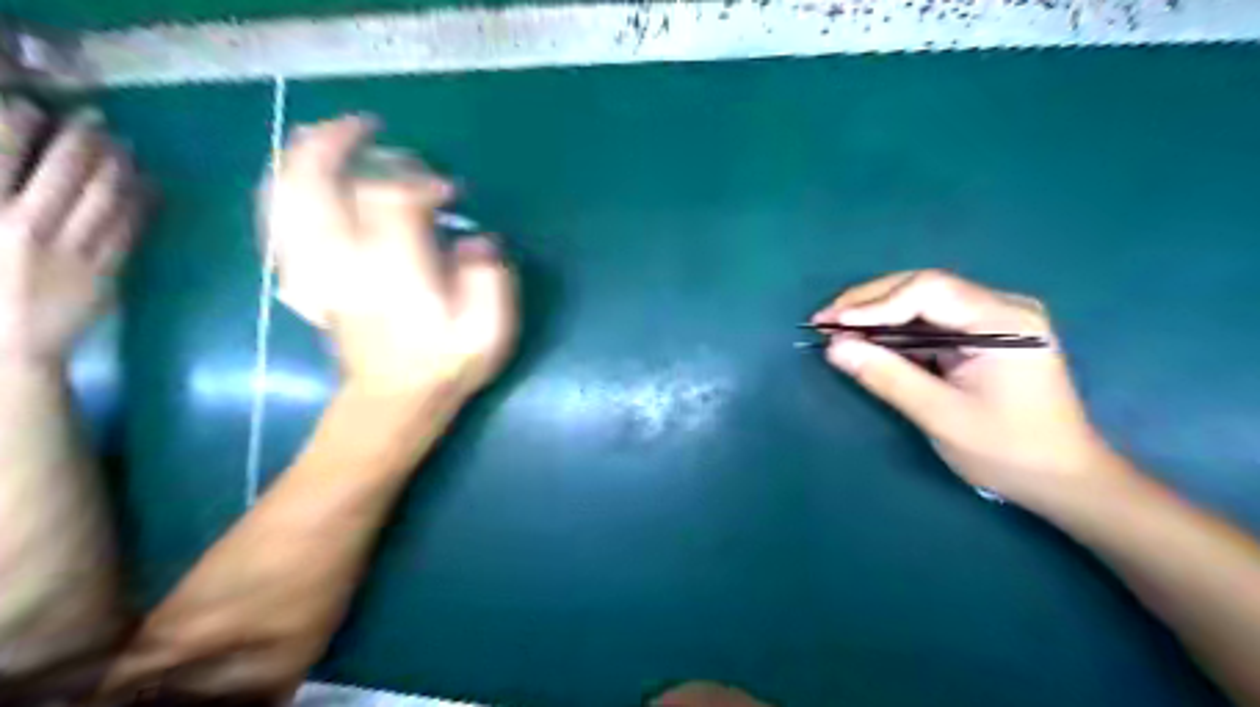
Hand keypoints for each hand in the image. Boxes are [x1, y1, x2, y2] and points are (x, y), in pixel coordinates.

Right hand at [1, 102, 140, 367]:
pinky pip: (131, 229)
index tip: (32, 106)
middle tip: (96, 119)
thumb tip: (4, 160)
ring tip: (126, 145)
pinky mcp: (108, 271)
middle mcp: (28, 228)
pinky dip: (142, 202)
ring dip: (119, 166)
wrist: (7, 345)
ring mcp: (74, 251)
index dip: (17, 124)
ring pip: (105, 198)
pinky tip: (149, 184)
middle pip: (64, 172)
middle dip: (83, 140)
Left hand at [262, 120, 518, 400]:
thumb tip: (477, 240)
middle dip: (338, 143)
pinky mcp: (304, 278)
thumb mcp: (489, 330)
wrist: (394, 403)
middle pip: (316, 182)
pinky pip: (276, 224)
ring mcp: (316, 269)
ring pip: (284, 197)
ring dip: (300, 158)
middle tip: (366, 127)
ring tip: (325, 137)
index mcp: (394, 271)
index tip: (448, 192)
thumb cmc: (446, 365)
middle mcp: (344, 262)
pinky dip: (280, 192)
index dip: (418, 180)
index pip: (391, 197)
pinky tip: (296, 179)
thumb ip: (488, 277)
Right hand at [814, 272, 1104, 508]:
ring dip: (878, 312)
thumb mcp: (940, 415)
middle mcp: (1002, 307)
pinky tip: (867, 337)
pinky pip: (931, 320)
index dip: (874, 304)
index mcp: (1005, 321)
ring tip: (836, 326)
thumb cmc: (1008, 450)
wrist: (1063, 479)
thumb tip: (834, 347)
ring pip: (923, 301)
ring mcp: (995, 319)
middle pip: (924, 287)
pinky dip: (895, 329)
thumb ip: (886, 376)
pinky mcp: (984, 334)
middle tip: (824, 319)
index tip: (832, 323)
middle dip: (870, 302)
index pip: (929, 291)